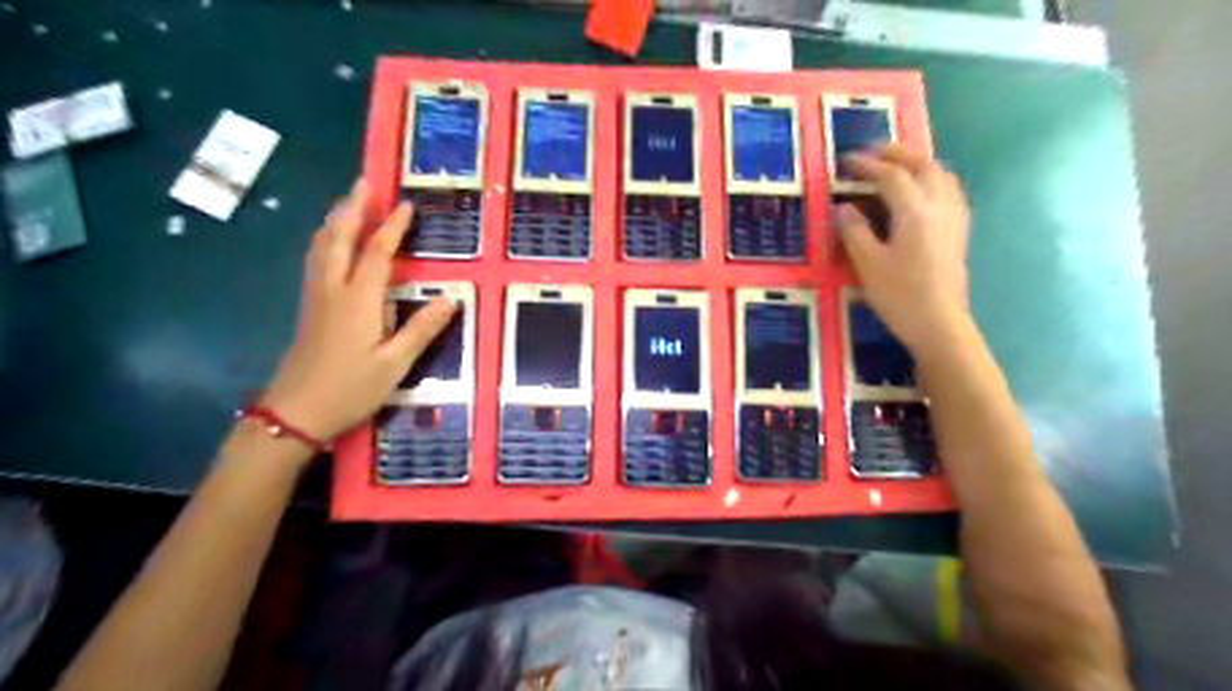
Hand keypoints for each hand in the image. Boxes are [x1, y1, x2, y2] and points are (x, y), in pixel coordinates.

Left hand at [260, 181, 457, 442]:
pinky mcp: (309, 308)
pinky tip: (329, 242)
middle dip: (352, 208)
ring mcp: (316, 297)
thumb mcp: (395, 363)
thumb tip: (451, 298)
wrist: (296, 413)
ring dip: (335, 219)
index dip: (392, 227)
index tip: (406, 204)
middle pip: (339, 238)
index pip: (377, 253)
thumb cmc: (350, 389)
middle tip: (364, 182)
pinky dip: (324, 240)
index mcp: (358, 300)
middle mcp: (333, 289)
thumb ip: (422, 329)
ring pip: (320, 246)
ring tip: (347, 202)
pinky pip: (315, 260)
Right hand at [838, 143, 971, 350]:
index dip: (868, 165)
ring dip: (917, 162)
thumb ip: (854, 231)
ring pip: (941, 174)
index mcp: (915, 212)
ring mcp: (954, 216)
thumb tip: (843, 207)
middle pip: (923, 165)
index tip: (847, 161)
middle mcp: (940, 205)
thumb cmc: (900, 295)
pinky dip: (931, 178)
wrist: (939, 323)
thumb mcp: (867, 264)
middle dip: (897, 153)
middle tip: (872, 153)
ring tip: (895, 166)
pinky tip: (920, 191)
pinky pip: (949, 189)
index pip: (891, 176)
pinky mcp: (959, 230)